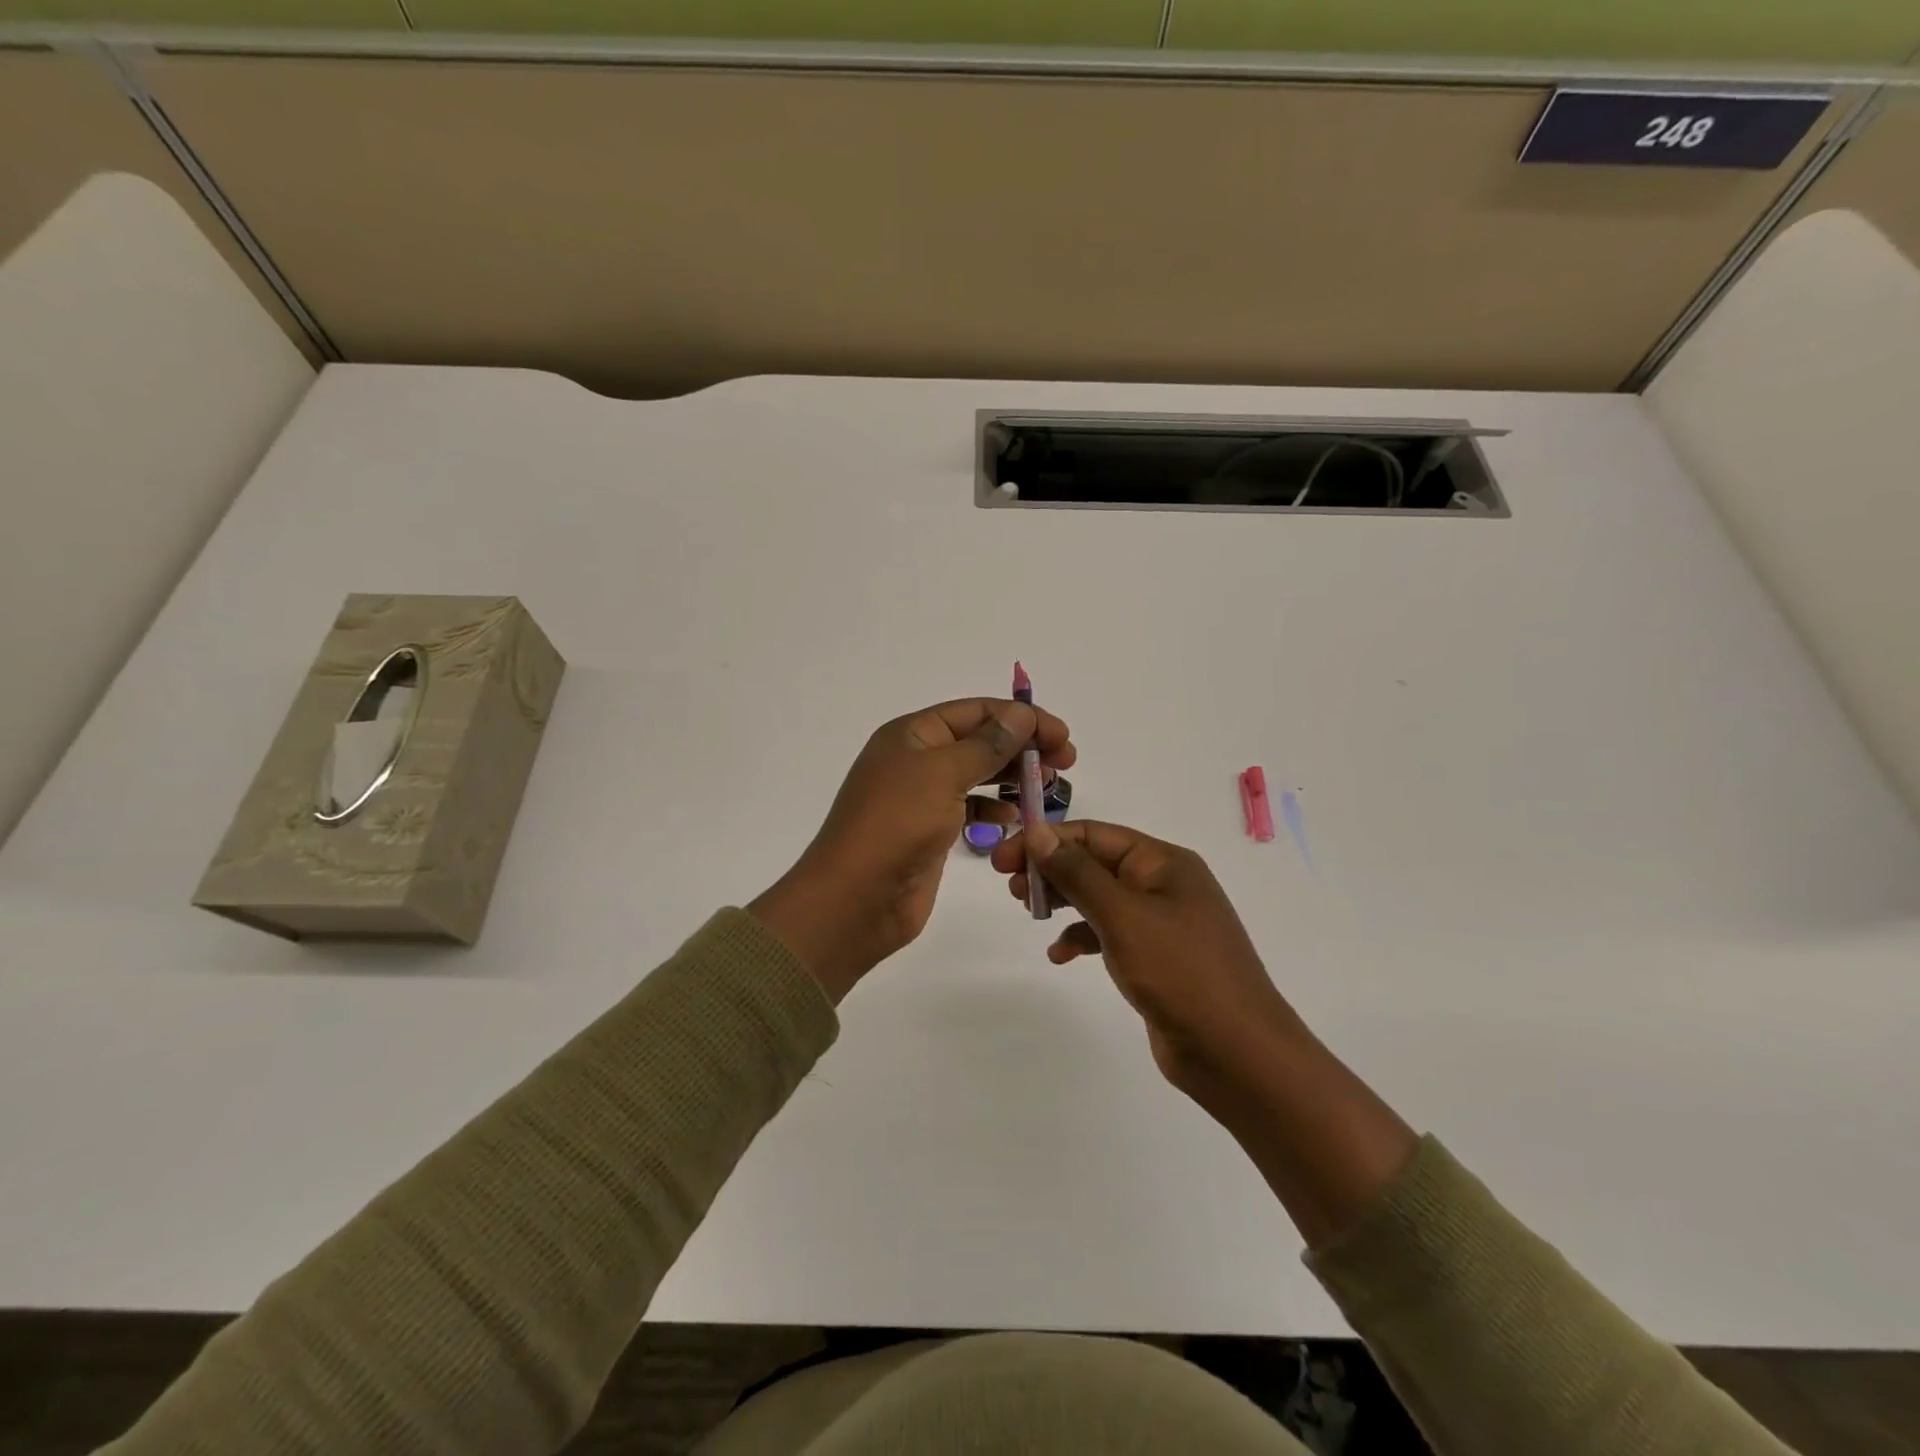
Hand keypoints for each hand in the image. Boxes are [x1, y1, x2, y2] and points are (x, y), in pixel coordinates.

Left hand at [752, 698, 1074, 1001]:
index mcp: (912, 734)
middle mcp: (916, 760)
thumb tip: (1021, 715)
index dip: (1021, 718)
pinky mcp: (929, 833)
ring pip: (977, 776)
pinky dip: (993, 811)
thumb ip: (986, 744)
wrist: (855, 899)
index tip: (1062, 736)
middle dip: (1022, 747)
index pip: (976, 712)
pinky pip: (969, 810)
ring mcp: (921, 798)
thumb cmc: (896, 825)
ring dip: (1012, 778)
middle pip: (979, 741)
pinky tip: (1014, 820)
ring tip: (1047, 787)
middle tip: (1066, 762)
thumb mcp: (943, 774)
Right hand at [991, 819, 1300, 1103]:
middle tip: (1010, 887)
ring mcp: (1161, 923)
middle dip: (1052, 870)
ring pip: (1099, 898)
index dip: (1047, 840)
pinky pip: (1109, 934)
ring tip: (1030, 913)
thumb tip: (1039, 832)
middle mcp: (1163, 884)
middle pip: (1095, 863)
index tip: (1003, 858)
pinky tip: (1060, 955)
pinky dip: (1082, 937)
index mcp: (1163, 862)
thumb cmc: (1181, 972)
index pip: (1094, 834)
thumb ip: (1078, 872)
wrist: (1237, 1053)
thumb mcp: (1123, 916)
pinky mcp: (1156, 958)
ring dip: (1063, 901)